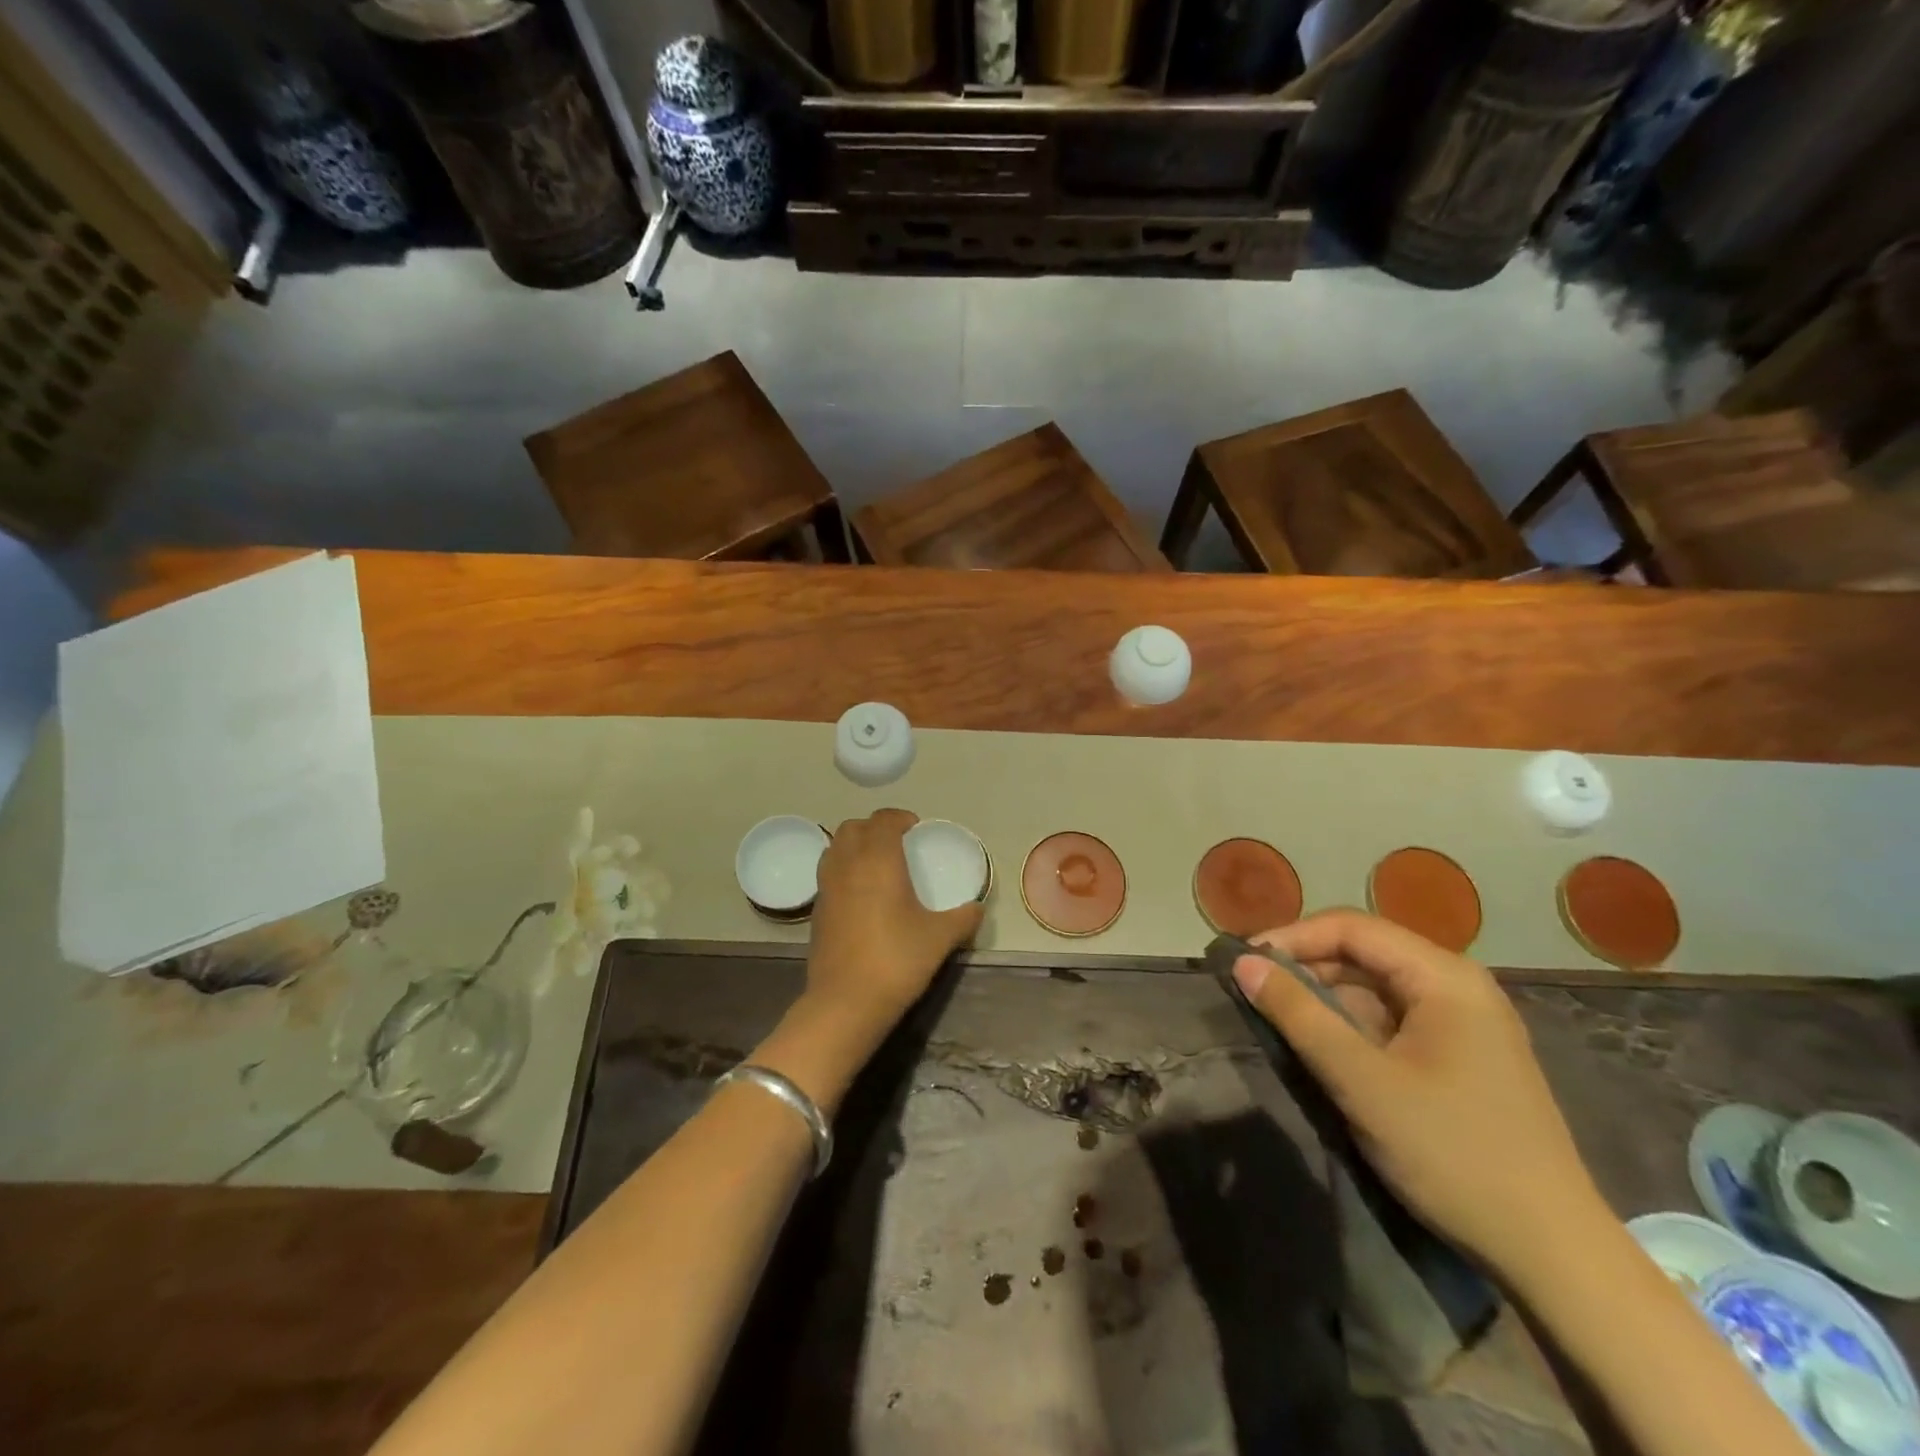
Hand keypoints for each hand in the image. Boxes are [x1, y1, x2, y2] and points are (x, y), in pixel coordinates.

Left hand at [806, 809, 983, 1030]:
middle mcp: (847, 865)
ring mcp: (826, 887)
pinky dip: (843, 870)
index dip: (899, 818)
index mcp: (878, 860)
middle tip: (897, 843)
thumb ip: (963, 918)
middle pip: (853, 827)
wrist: (846, 1002)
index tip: (916, 828)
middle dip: (874, 827)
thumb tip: (977, 908)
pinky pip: (828, 874)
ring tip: (877, 864)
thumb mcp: (940, 938)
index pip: (883, 820)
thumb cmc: (896, 960)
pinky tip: (862, 895)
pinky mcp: (816, 910)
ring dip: (854, 845)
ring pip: (834, 847)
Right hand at [1234, 909, 1603, 1277]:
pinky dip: (1352, 1025)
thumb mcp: (1361, 1081)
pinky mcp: (1462, 1055)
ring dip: (1325, 997)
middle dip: (1305, 965)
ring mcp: (1464, 1021)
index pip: (1351, 927)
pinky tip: (1325, 1049)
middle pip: (1364, 951)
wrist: (1553, 1253)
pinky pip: (1393, 1018)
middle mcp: (1457, 985)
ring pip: (1375, 986)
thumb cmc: (1452, 1152)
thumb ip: (1298, 1014)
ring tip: (1279, 1018)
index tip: (1243, 962)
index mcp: (1444, 977)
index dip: (1291, 937)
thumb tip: (1242, 964)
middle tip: (1254, 990)